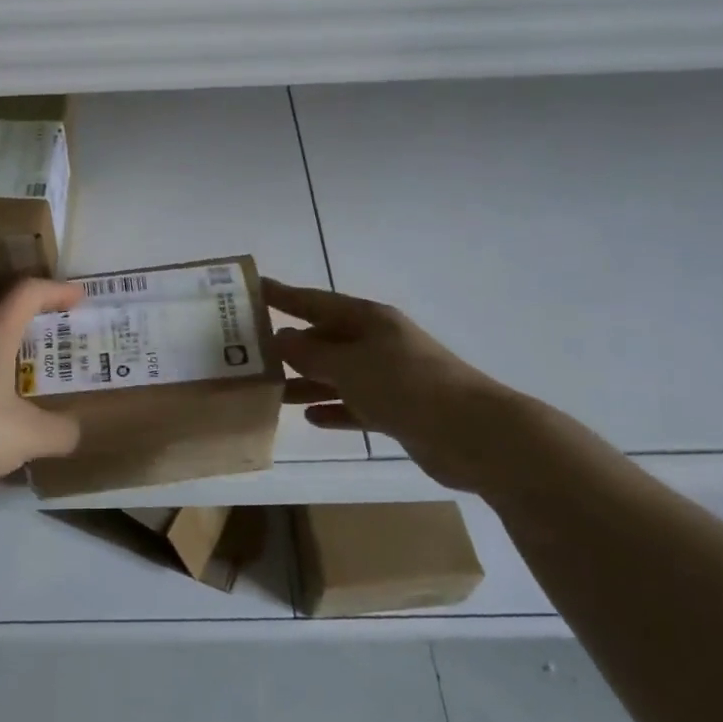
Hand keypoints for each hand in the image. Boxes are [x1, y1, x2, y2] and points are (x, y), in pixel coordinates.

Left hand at [0, 279, 84, 493]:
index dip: (57, 290)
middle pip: (3, 316)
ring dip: (9, 358)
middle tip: (61, 345)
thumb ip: (61, 431)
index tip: (80, 298)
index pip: (28, 292)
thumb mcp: (29, 435)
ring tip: (33, 384)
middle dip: (36, 327)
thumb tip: (73, 431)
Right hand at [266, 279, 514, 492]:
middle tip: (251, 354)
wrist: (471, 433)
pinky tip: (311, 418)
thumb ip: (311, 354)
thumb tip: (280, 339)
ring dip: (307, 382)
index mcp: (368, 320)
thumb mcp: (349, 365)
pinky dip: (334, 410)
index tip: (253, 288)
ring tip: (271, 392)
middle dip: (291, 346)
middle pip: (325, 339)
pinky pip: (355, 406)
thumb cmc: (405, 385)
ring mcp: (389, 377)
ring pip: (337, 375)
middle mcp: (377, 343)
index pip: (315, 302)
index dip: (283, 295)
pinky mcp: (397, 411)